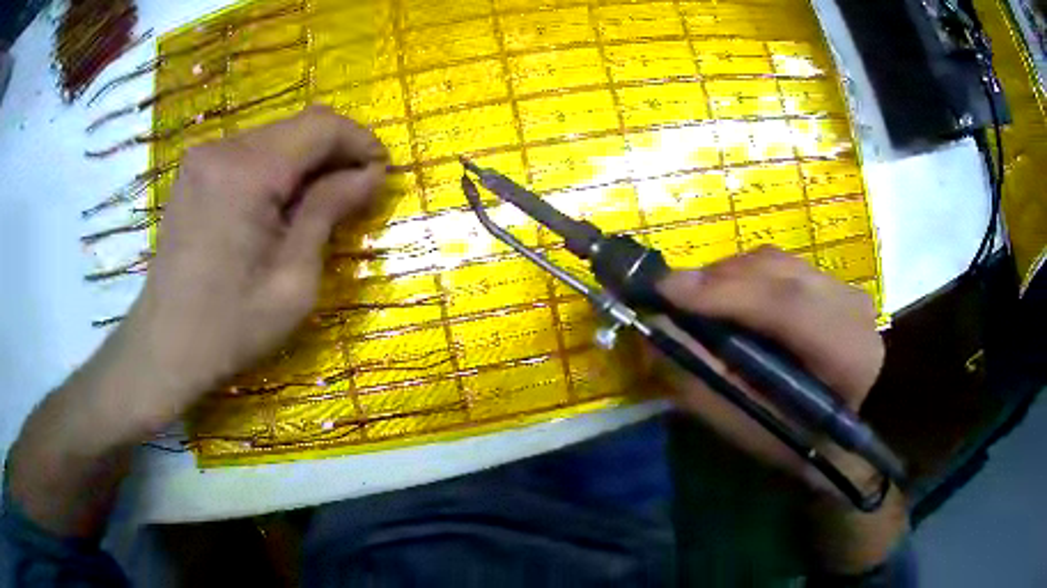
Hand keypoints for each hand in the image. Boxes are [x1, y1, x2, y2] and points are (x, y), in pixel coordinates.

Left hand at [8, 108, 385, 536]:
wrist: (162, 348)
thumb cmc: (229, 328)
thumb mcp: (293, 282)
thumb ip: (330, 213)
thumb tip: (371, 174)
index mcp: (247, 172)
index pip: (322, 126)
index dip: (361, 142)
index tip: (382, 175)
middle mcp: (222, 149)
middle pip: (299, 126)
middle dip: (337, 152)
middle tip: (357, 194)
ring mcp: (203, 158)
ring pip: (275, 137)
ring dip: (307, 162)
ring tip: (321, 205)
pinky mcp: (194, 172)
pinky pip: (250, 152)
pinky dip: (278, 169)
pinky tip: (281, 206)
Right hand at [656, 245, 882, 482]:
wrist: (853, 428)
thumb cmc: (801, 441)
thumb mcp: (752, 429)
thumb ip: (706, 382)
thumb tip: (659, 332)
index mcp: (845, 352)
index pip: (785, 306)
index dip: (723, 293)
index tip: (665, 291)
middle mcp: (850, 306)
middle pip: (776, 271)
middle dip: (717, 279)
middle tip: (671, 294)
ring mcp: (845, 288)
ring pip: (776, 262)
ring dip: (729, 275)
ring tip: (699, 298)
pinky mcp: (835, 282)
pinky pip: (782, 266)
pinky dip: (748, 276)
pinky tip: (732, 297)